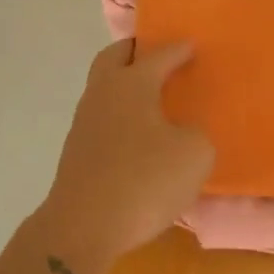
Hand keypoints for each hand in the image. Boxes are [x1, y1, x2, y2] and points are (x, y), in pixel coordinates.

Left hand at [33, 39, 212, 273]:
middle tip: (159, 57)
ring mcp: (84, 121)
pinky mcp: (77, 150)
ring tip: (152, 98)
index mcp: (132, 83)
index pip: (159, 55)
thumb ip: (196, 134)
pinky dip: (120, 114)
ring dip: (125, 84)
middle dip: (136, 51)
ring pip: (104, 87)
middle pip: (115, 56)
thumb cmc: (143, 180)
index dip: (179, 49)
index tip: (192, 46)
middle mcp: (103, 92)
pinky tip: (138, 134)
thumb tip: (184, 132)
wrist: (83, 227)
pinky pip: (102, 117)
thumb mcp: (194, 155)